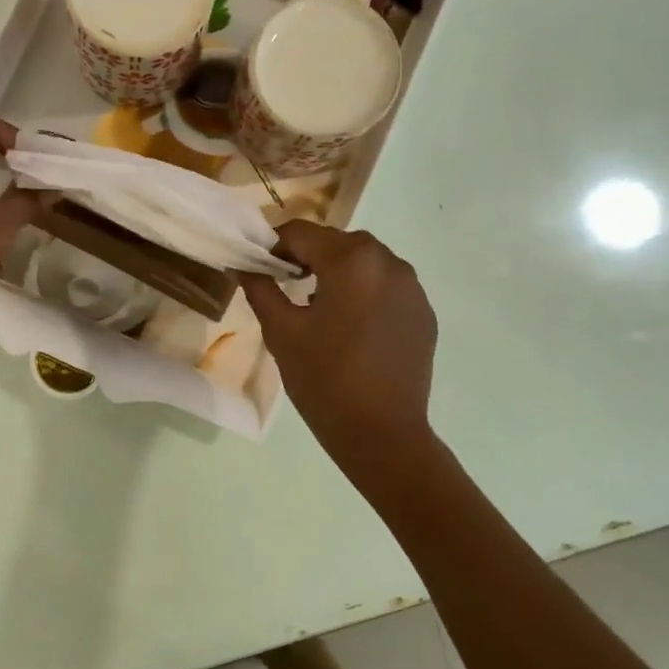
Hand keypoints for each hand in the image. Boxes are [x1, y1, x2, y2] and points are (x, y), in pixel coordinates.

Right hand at [241, 221, 436, 461]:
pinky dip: (365, 293)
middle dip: (308, 257)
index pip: (301, 233)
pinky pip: (387, 287)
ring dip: (338, 273)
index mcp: (351, 261)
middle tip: (286, 287)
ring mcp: (412, 287)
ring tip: (319, 309)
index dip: (273, 245)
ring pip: (365, 262)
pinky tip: (352, 328)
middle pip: (336, 243)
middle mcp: (388, 262)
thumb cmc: (324, 380)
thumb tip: (244, 265)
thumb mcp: (281, 332)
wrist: (383, 435)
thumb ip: (261, 288)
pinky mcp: (424, 312)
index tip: (259, 269)